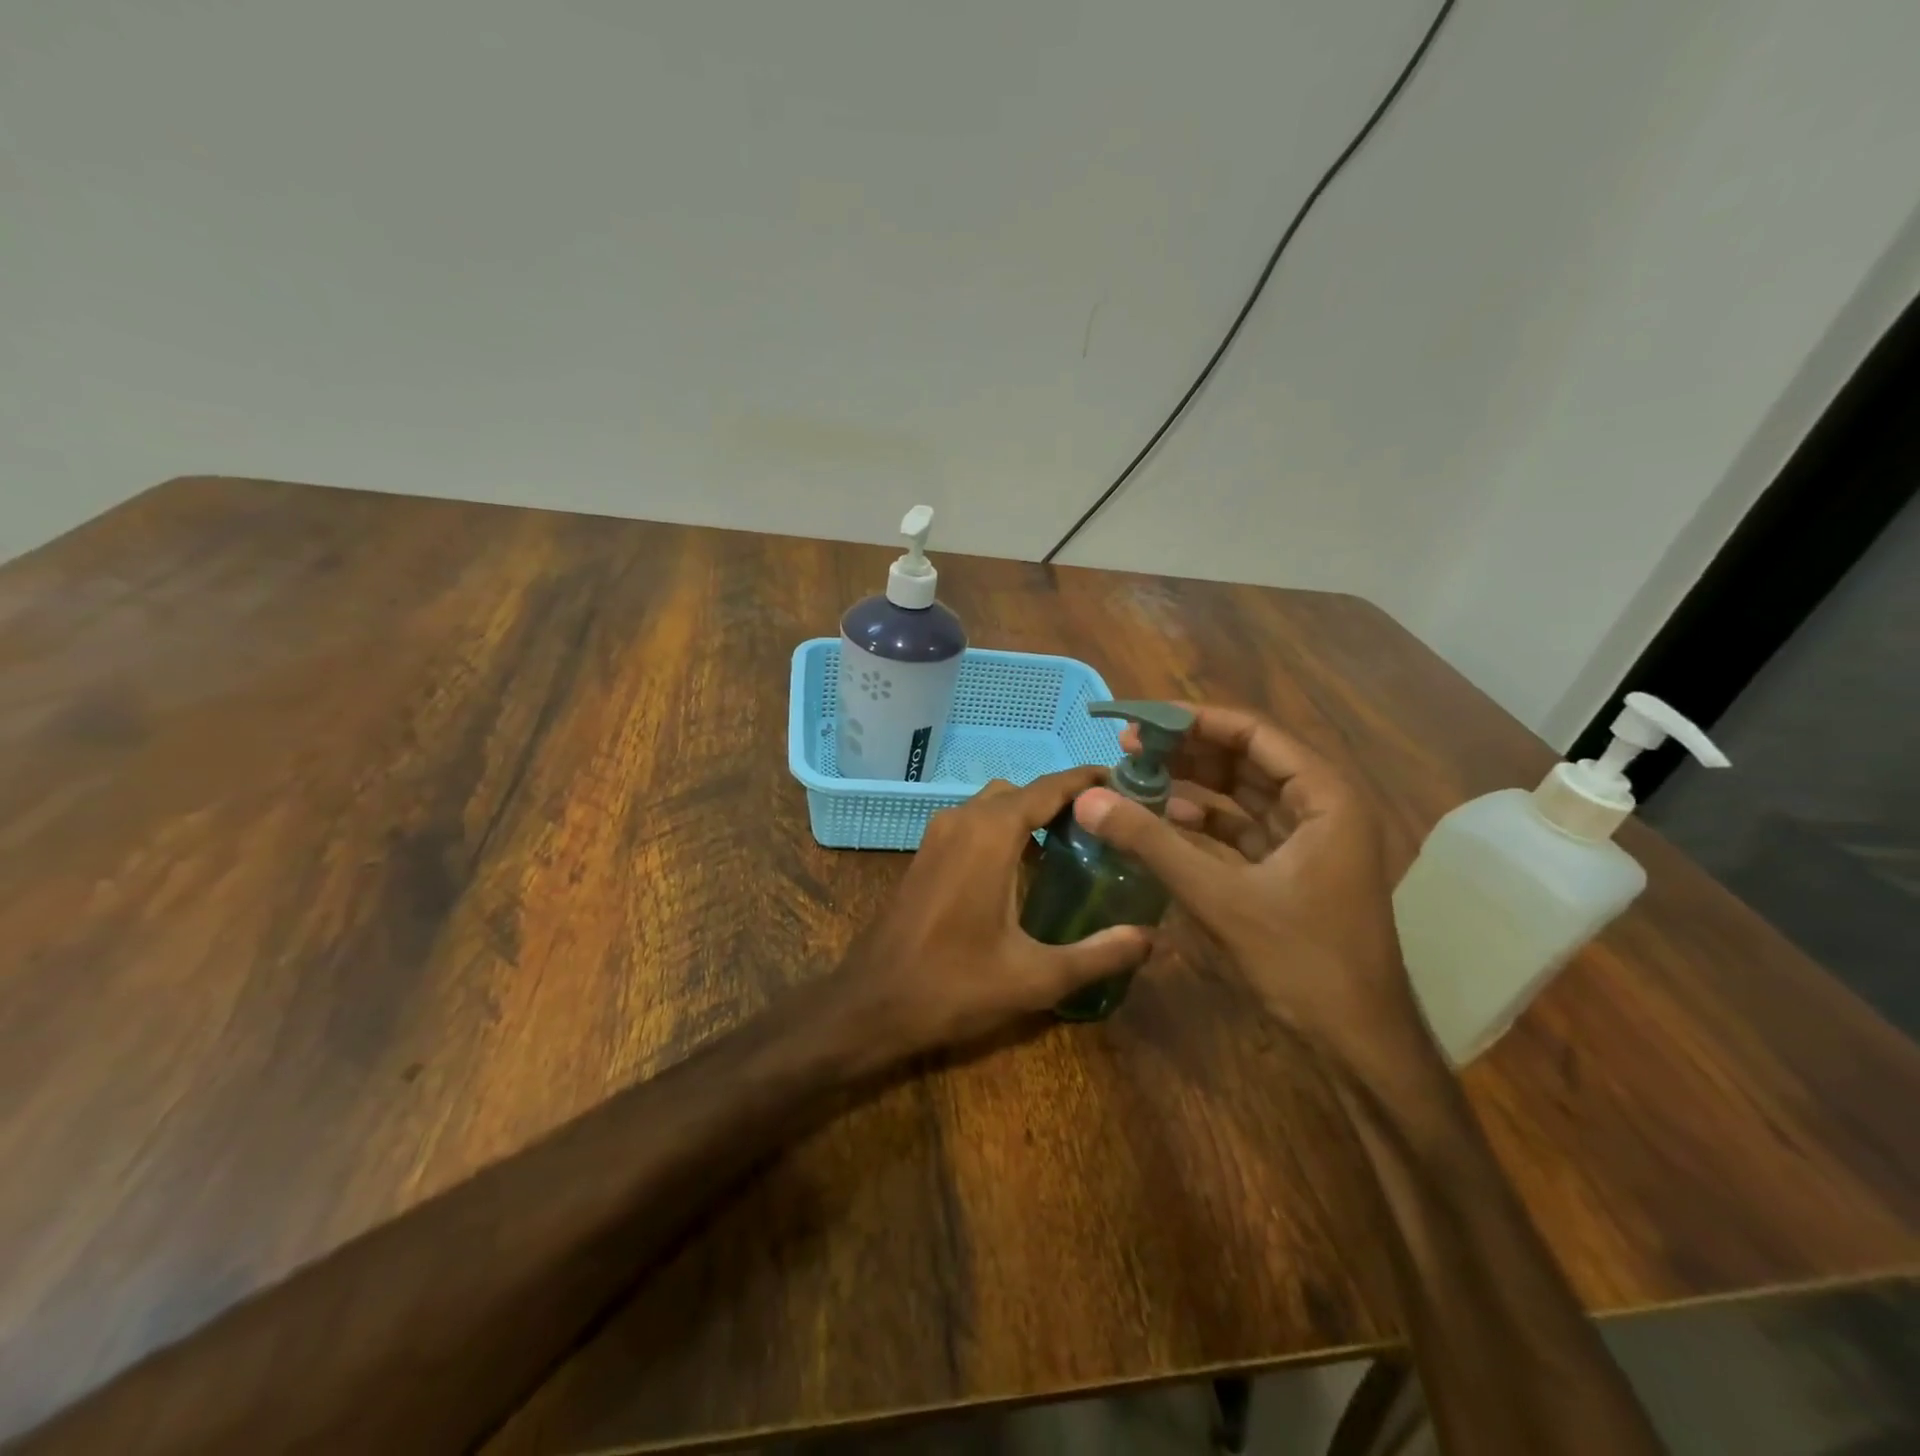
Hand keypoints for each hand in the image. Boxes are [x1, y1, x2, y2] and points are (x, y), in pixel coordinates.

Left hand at [839, 766, 1152, 1055]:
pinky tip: (1027, 871)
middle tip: (1106, 828)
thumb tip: (1153, 939)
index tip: (1129, 784)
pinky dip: (1005, 830)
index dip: (1090, 782)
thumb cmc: (953, 985)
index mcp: (991, 834)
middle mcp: (963, 819)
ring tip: (1074, 848)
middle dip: (1064, 801)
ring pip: (995, 805)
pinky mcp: (926, 854)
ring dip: (1031, 816)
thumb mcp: (1036, 977)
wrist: (870, 1003)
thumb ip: (1099, 954)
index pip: (1051, 788)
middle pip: (1024, 792)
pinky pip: (974, 824)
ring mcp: (938, 834)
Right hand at [1073, 705, 1418, 1060]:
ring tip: (1136, 777)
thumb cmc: (1302, 960)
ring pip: (1240, 794)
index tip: (1140, 720)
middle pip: (1246, 759)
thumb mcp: (1219, 896)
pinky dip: (1202, 823)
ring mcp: (1307, 839)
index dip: (1193, 721)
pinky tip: (1162, 821)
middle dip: (1186, 751)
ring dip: (1191, 785)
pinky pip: (1240, 829)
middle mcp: (1321, 806)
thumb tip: (1088, 798)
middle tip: (1128, 747)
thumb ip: (1151, 843)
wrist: (1357, 1042)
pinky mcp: (1291, 868)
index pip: (1253, 733)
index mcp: (1324, 796)